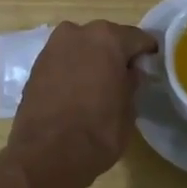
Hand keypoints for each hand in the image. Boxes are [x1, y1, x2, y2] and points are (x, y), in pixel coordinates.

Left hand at [7, 20, 158, 187]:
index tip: (150, 66)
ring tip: (98, 85)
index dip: (146, 53)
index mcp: (108, 38)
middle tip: (123, 77)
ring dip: (91, 60)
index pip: (137, 38)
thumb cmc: (98, 131)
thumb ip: (132, 82)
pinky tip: (77, 91)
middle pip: (106, 38)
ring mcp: (53, 46)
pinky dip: (72, 69)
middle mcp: (78, 32)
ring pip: (81, 47)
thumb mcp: (129, 109)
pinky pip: (63, 60)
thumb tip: (130, 72)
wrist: (46, 155)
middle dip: (115, 54)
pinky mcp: (36, 65)